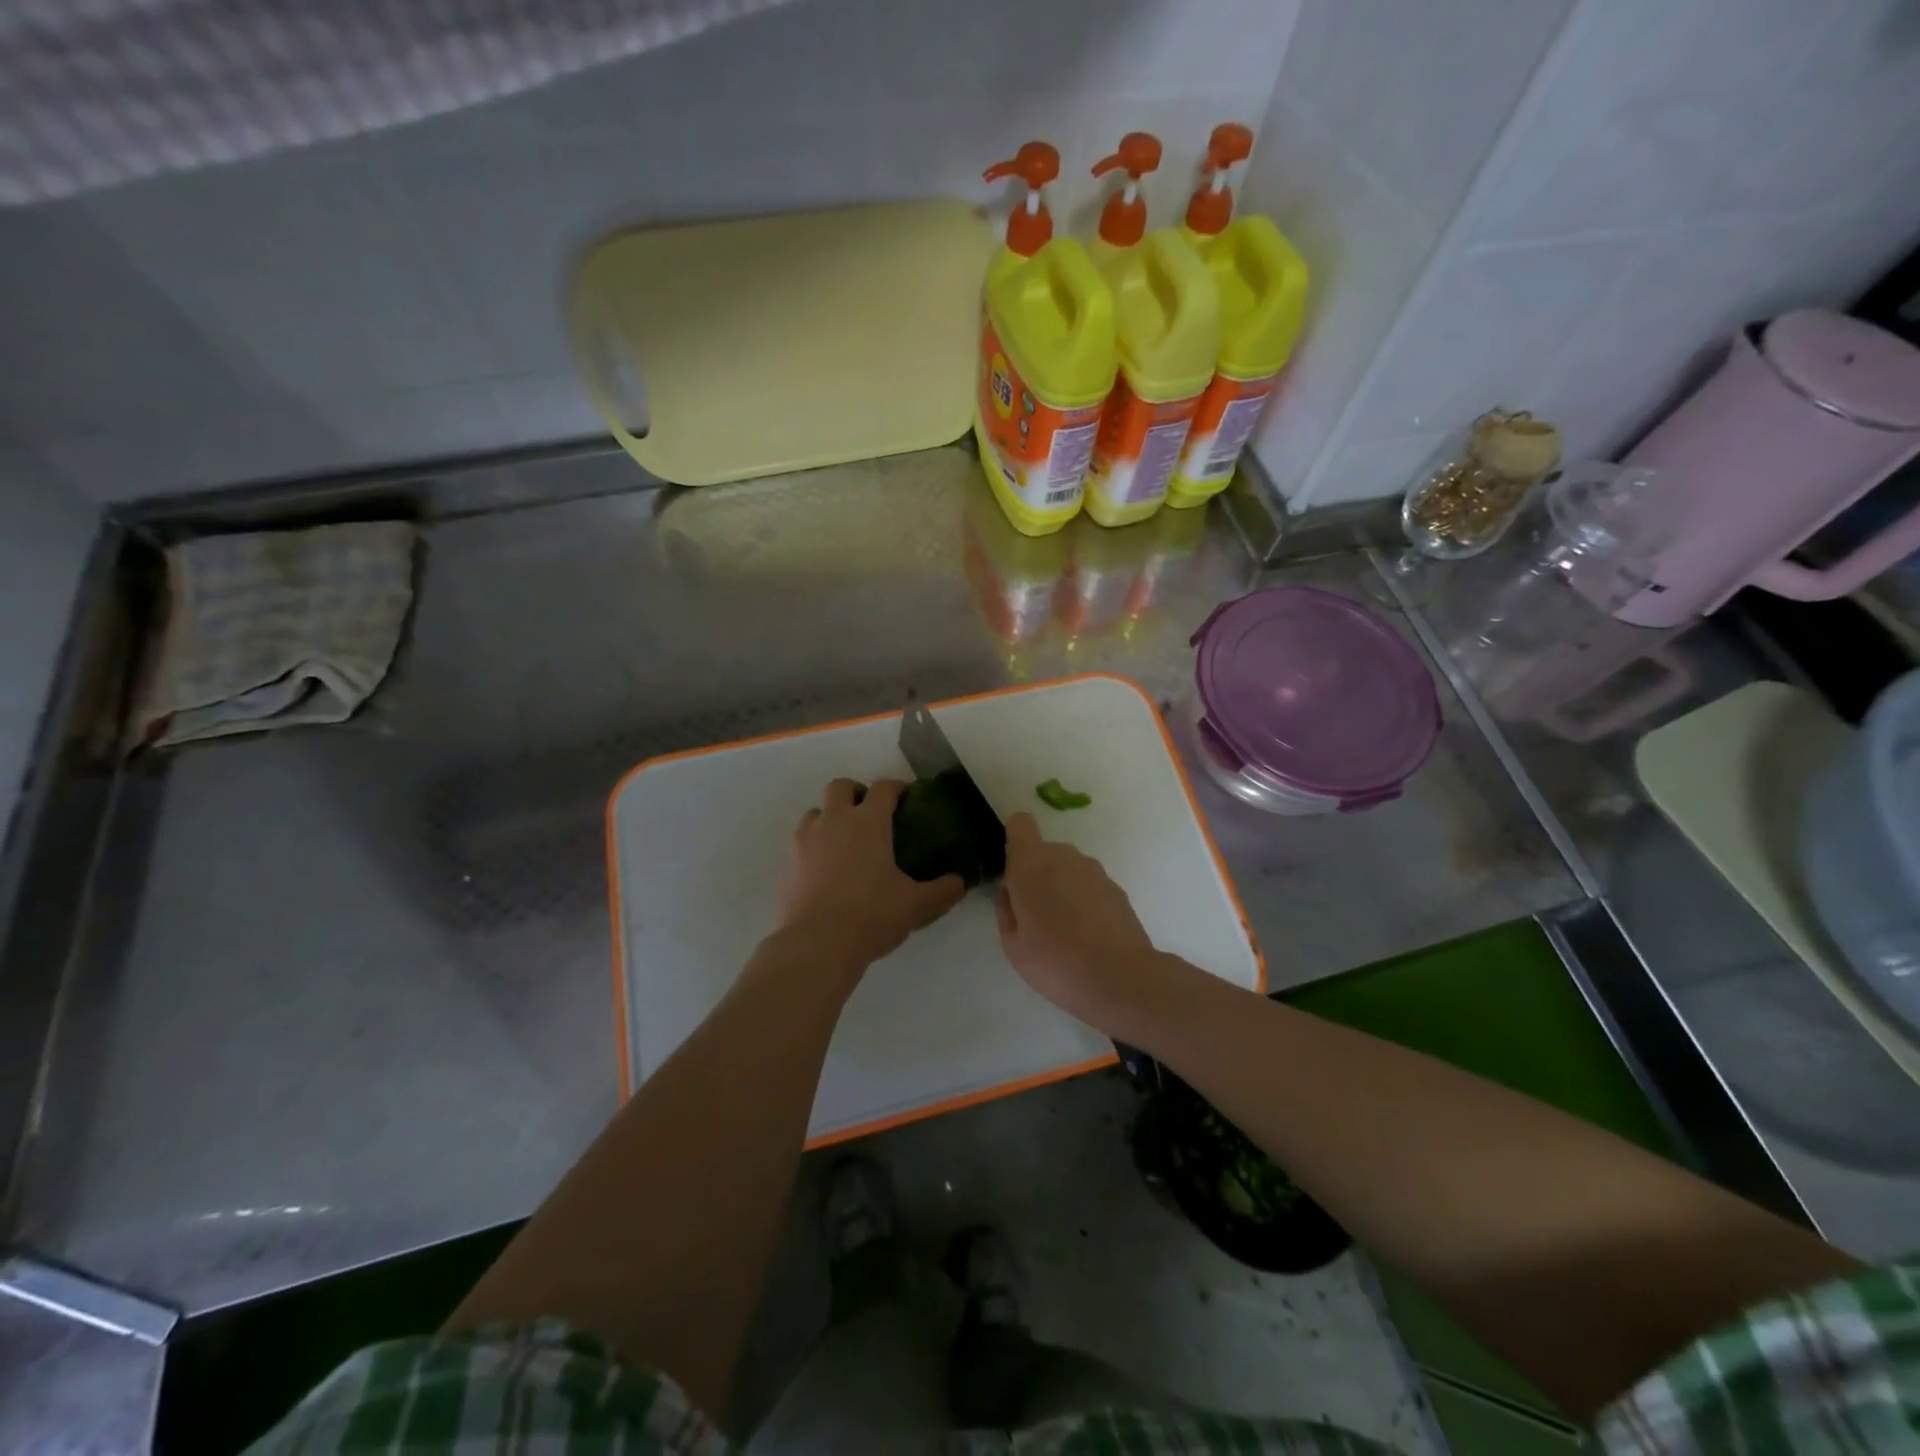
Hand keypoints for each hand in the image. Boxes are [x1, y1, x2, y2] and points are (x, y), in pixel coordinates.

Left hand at [777, 778, 965, 971]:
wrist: (816, 944)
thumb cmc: (871, 916)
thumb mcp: (917, 905)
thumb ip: (943, 890)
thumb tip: (960, 881)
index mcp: (868, 822)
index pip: (883, 788)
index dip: (897, 788)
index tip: (906, 798)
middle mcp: (834, 821)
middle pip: (840, 786)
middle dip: (856, 793)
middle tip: (870, 814)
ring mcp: (806, 840)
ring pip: (815, 811)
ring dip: (830, 817)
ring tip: (844, 841)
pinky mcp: (788, 863)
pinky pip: (800, 840)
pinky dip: (813, 844)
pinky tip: (824, 868)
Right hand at [995, 812, 1163, 1030]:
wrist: (1120, 978)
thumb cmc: (1055, 961)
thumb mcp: (1012, 944)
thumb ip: (1006, 909)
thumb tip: (1012, 892)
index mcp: (1031, 862)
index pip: (1020, 823)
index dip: (1014, 841)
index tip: (1013, 872)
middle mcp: (1064, 856)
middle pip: (1044, 852)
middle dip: (1037, 875)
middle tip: (1035, 918)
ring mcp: (1094, 870)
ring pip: (1068, 870)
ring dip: (1062, 890)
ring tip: (1065, 933)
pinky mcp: (1116, 888)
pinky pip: (1089, 887)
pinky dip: (1084, 903)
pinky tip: (1088, 937)